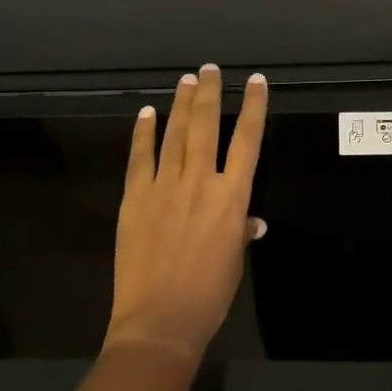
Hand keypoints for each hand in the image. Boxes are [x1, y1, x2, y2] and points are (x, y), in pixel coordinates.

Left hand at [105, 64, 268, 363]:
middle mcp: (201, 181)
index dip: (253, 107)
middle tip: (210, 69)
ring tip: (187, 80)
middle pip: (207, 126)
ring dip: (181, 104)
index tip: (255, 81)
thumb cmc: (208, 295)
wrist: (160, 321)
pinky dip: (143, 133)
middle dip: (210, 93)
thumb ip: (242, 232)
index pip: (248, 140)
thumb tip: (252, 222)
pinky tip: (146, 113)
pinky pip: (140, 157)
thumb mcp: (234, 261)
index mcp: (232, 197)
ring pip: (176, 134)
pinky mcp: (136, 197)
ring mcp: (165, 186)